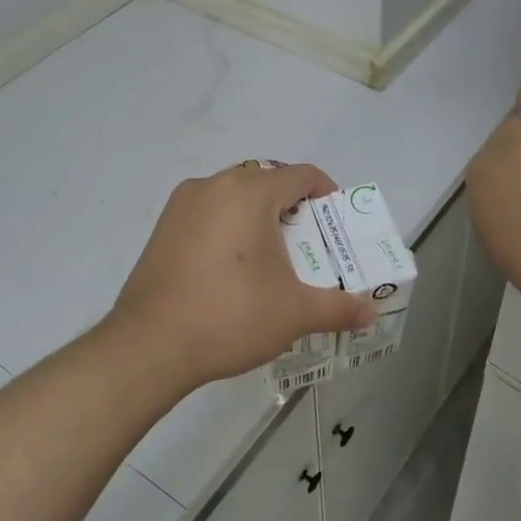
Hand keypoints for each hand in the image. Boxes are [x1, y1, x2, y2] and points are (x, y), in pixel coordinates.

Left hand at [108, 163, 375, 393]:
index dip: (326, 193)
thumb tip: (372, 311)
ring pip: (234, 196)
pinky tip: (233, 269)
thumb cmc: (230, 316)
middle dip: (292, 207)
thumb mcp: (295, 313)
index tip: (336, 223)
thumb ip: (339, 307)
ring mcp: (182, 205)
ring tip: (272, 258)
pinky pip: (208, 213)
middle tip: (308, 244)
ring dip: (258, 217)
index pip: (300, 174)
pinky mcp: (162, 228)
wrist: (149, 346)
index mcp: (249, 192)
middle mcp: (214, 185)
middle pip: (266, 182)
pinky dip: (229, 228)